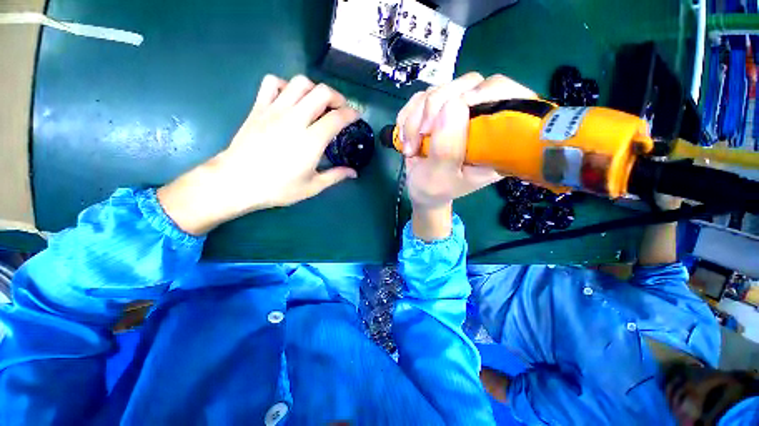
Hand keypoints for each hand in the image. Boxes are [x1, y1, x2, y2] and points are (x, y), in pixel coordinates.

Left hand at [158, 75, 358, 234]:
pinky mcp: (258, 108)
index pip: (337, 118)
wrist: (237, 182)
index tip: (357, 116)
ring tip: (317, 103)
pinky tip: (290, 99)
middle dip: (337, 97)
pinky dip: (285, 85)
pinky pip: (272, 83)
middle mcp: (295, 119)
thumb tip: (354, 172)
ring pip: (299, 82)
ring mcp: (275, 110)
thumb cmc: (278, 188)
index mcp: (311, 141)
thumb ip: (336, 176)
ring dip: (314, 89)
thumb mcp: (312, 186)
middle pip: (322, 92)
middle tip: (340, 109)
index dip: (351, 114)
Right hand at [396, 73, 535, 239]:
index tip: (450, 113)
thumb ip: (447, 148)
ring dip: (416, 117)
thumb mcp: (439, 177)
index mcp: (496, 141)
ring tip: (410, 146)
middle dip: (434, 109)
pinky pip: (423, 95)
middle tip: (420, 136)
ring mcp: (461, 111)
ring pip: (441, 89)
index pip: (508, 97)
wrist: (420, 189)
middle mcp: (483, 120)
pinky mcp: (441, 108)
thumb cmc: (434, 189)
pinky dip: (408, 115)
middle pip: (469, 84)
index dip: (481, 95)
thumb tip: (452, 105)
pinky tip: (406, 137)